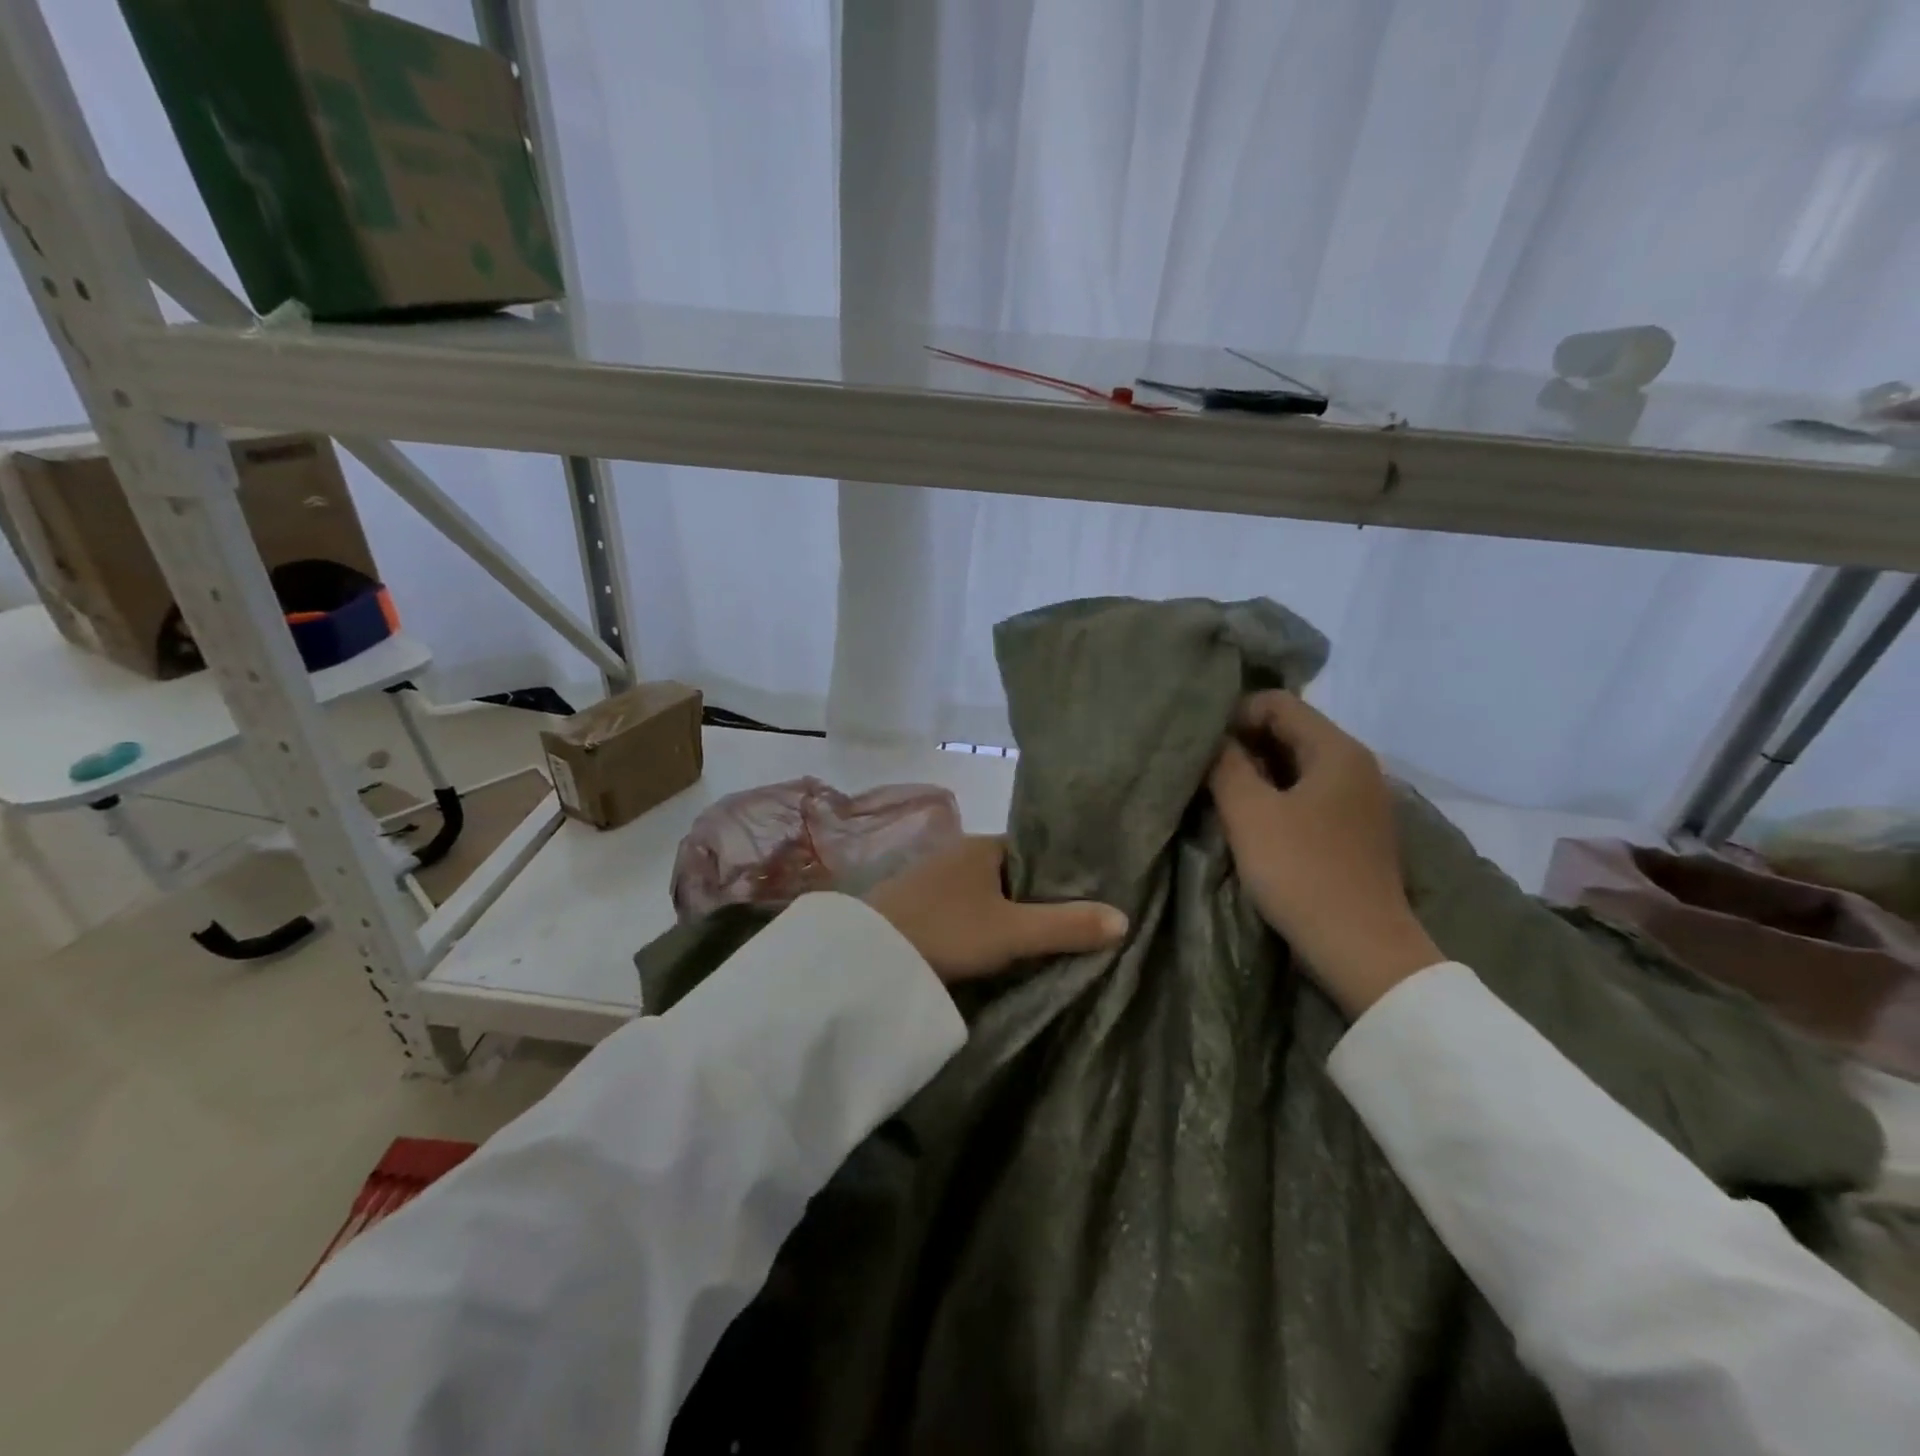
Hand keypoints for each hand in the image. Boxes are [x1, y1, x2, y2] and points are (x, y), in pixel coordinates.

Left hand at [865, 835, 1127, 984]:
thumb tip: (1124, 918)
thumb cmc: (946, 930)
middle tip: (1071, 924)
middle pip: (1011, 873)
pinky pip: (963, 908)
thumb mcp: (1012, 932)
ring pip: (986, 893)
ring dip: (1006, 912)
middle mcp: (959, 853)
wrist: (870, 956)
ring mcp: (934, 878)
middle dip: (1036, 896)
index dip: (1061, 873)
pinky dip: (981, 923)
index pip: (1035, 851)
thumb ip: (1066, 925)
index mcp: (984, 846)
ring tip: (1039, 938)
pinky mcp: (917, 904)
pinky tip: (992, 945)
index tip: (1088, 896)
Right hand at [1208, 691, 1442, 1016]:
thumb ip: (1226, 766)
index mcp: (1337, 750)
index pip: (1278, 703)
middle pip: (1291, 730)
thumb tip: (1215, 740)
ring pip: (1298, 764)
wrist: (1361, 948)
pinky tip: (1254, 820)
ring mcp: (1360, 798)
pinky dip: (1278, 794)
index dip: (1235, 715)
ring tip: (1223, 794)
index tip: (1203, 748)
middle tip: (1206, 770)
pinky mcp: (1356, 828)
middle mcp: (1356, 764)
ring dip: (1258, 771)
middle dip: (1244, 743)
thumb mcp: (1250, 814)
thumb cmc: (1302, 872)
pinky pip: (1310, 792)